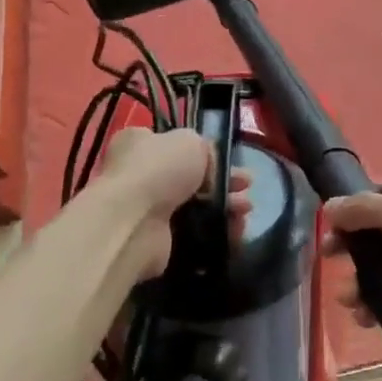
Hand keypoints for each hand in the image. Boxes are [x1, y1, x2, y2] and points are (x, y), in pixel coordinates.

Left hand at [92, 128, 251, 280]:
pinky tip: (237, 229)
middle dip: (225, 181)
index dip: (206, 152)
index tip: (230, 160)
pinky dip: (218, 230)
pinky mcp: (160, 240)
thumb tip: (209, 164)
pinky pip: (197, 232)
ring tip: (245, 209)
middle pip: (193, 177)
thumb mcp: (191, 141)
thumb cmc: (159, 169)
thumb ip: (204, 148)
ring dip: (226, 205)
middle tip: (246, 186)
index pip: (175, 144)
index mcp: (140, 144)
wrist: (134, 223)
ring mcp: (149, 210)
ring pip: (198, 205)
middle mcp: (140, 175)